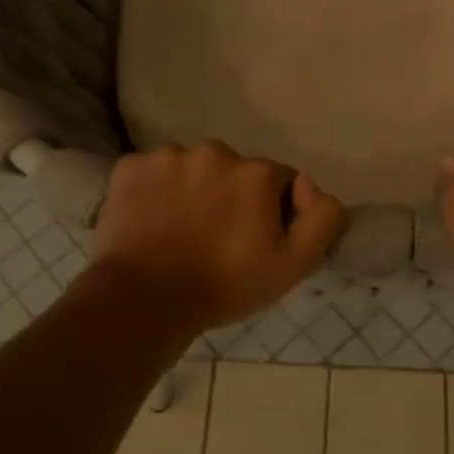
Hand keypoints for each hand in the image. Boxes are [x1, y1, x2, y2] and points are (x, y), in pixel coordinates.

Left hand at [91, 141, 344, 331]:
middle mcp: (215, 152)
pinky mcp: (130, 166)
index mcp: (257, 173)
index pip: (279, 181)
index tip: (256, 241)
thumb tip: (308, 185)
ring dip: (193, 191)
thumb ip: (322, 217)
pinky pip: (153, 172)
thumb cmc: (224, 286)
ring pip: (192, 169)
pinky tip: (152, 222)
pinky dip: (155, 191)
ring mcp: (168, 156)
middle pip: (235, 171)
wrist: (143, 301)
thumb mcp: (294, 265)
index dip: (273, 211)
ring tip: (180, 232)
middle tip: (217, 238)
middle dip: (232, 196)